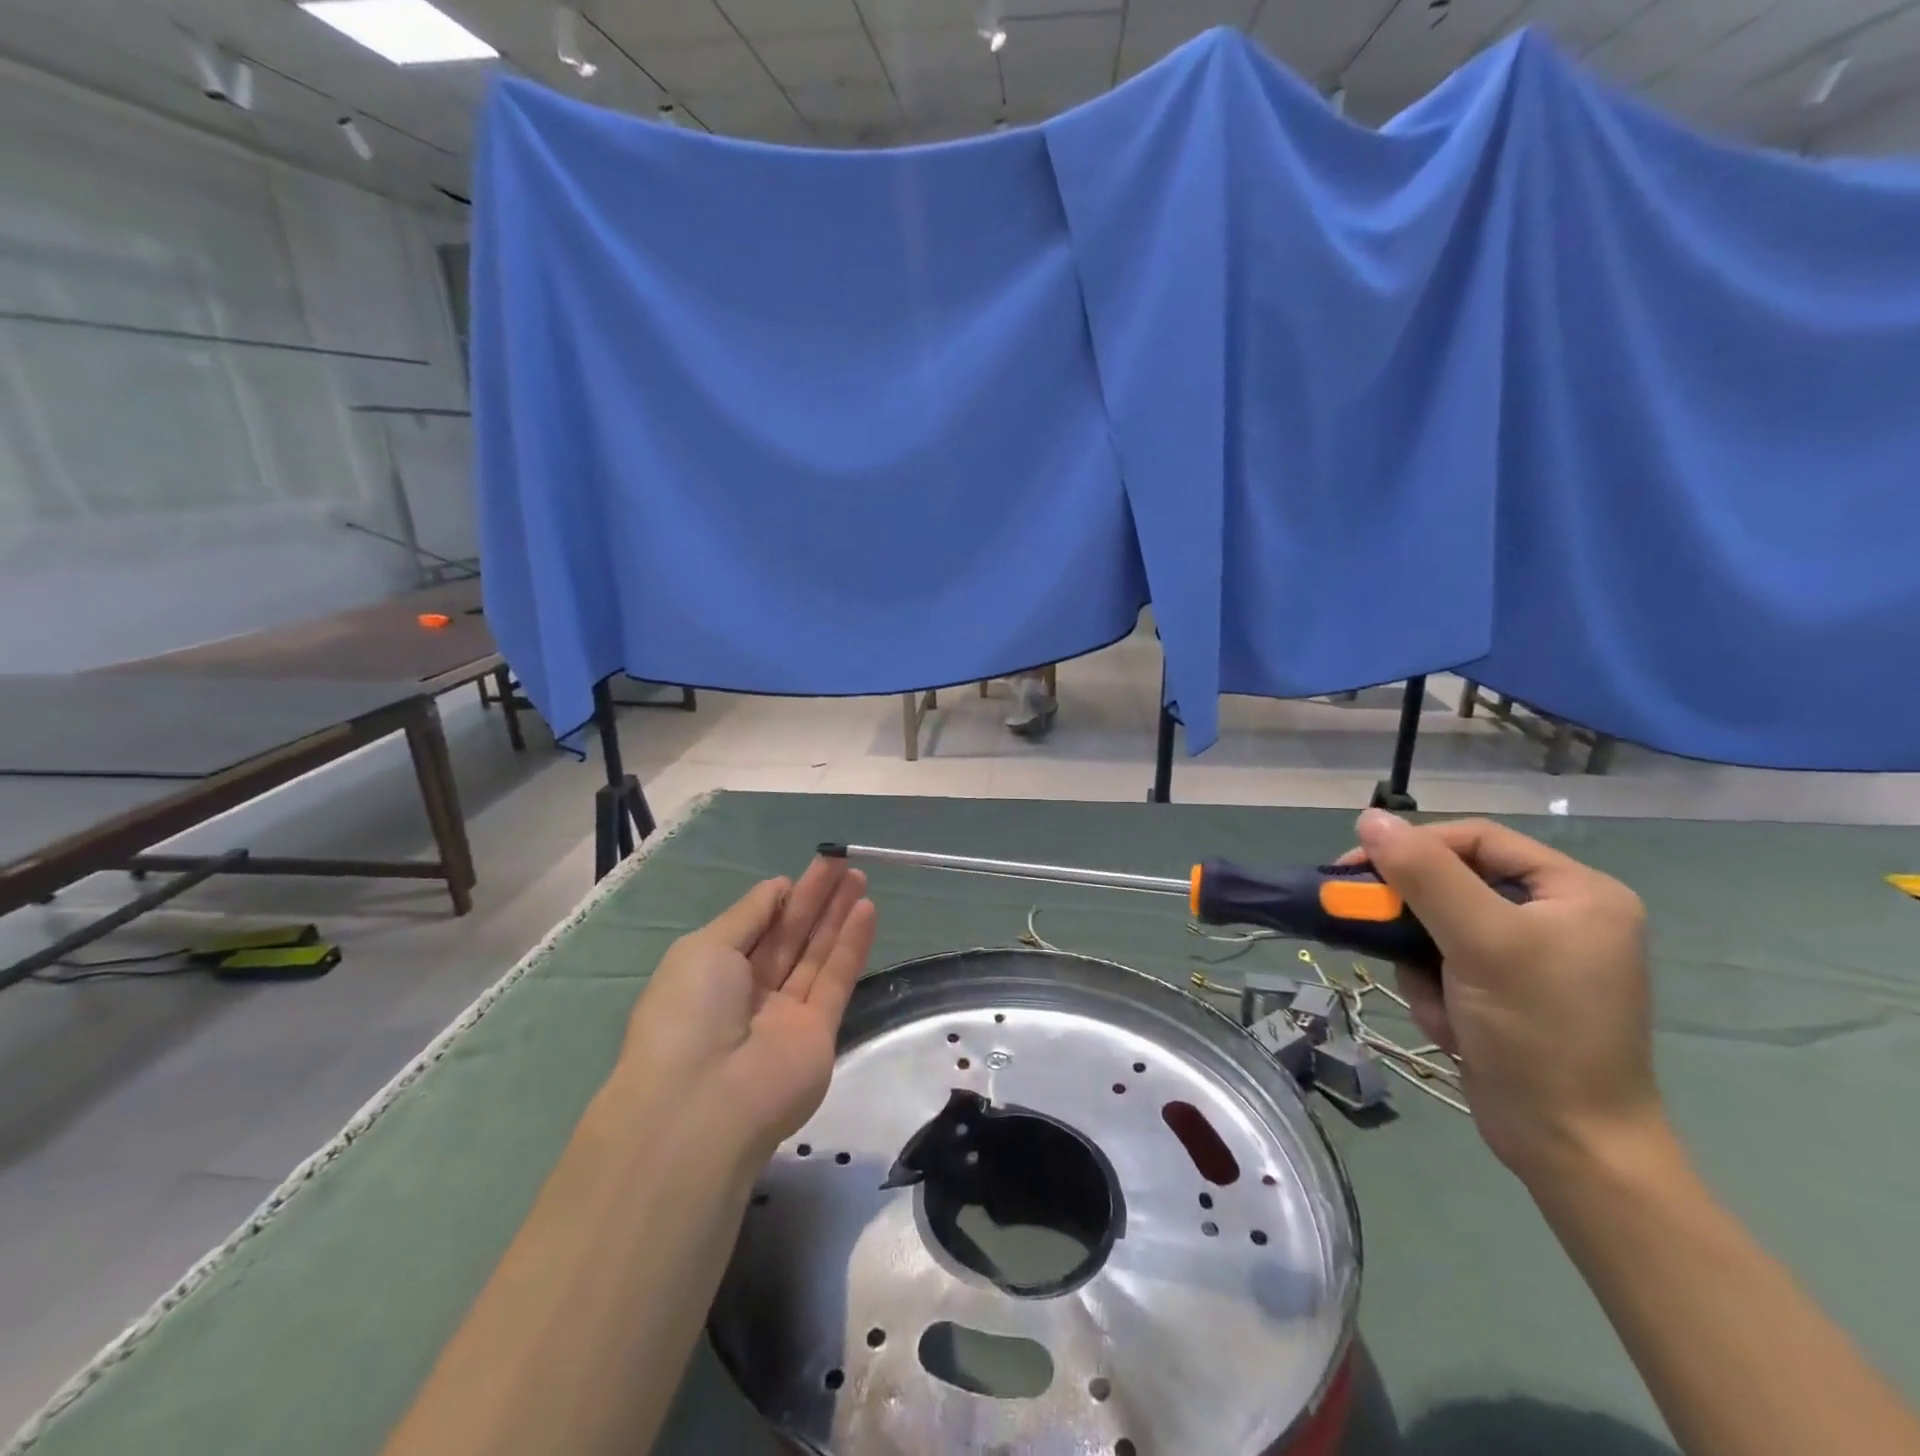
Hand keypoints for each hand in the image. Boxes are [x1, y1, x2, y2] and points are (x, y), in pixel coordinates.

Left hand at [616, 856, 876, 1161]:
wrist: (705, 1103)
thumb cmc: (689, 1013)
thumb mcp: (705, 948)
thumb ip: (748, 915)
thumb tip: (778, 887)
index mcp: (712, 974)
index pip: (755, 928)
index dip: (781, 898)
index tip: (806, 869)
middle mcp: (750, 993)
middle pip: (789, 937)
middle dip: (815, 898)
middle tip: (841, 862)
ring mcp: (786, 1015)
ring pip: (816, 954)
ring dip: (838, 915)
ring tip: (858, 876)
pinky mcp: (820, 1033)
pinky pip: (836, 980)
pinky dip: (852, 945)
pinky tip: (867, 909)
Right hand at [1348, 809, 1660, 1184]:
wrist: (1569, 1146)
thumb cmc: (1539, 1033)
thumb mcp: (1481, 942)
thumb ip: (1424, 874)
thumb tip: (1370, 818)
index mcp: (1577, 892)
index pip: (1477, 839)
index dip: (1415, 847)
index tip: (1357, 869)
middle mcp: (1558, 915)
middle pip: (1454, 882)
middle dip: (1415, 918)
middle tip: (1367, 924)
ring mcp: (1531, 956)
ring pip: (1438, 925)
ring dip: (1420, 962)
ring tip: (1435, 1001)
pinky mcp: (1505, 990)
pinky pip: (1444, 963)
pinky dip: (1432, 990)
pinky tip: (1449, 1025)